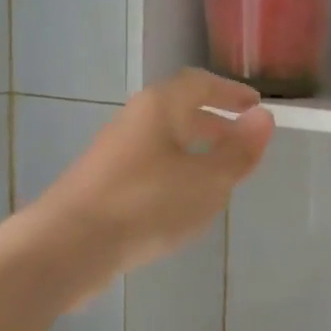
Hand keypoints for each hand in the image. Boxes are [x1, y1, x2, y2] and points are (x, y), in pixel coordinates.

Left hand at [31, 70, 273, 291]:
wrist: (68, 246)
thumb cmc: (146, 204)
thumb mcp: (207, 181)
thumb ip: (238, 151)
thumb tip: (263, 118)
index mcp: (159, 107)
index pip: (199, 84)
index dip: (230, 92)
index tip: (255, 105)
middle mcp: (134, 121)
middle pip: (179, 112)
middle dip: (214, 124)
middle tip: (242, 142)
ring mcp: (115, 153)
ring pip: (164, 143)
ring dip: (195, 152)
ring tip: (220, 177)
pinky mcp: (104, 184)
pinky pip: (150, 168)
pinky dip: (176, 174)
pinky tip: (184, 204)